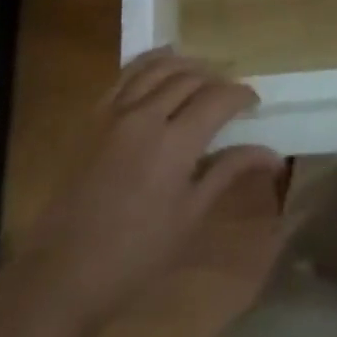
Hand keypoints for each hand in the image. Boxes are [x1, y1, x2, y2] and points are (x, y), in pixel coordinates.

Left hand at [19, 49, 281, 326]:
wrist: (63, 273)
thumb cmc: (135, 254)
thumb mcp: (190, 217)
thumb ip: (228, 172)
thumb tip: (273, 156)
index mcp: (175, 143)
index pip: (218, 98)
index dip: (241, 94)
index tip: (254, 103)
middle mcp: (147, 115)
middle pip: (190, 77)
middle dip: (217, 79)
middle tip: (230, 94)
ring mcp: (116, 112)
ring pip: (158, 67)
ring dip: (186, 65)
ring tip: (202, 74)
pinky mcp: (94, 117)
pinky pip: (127, 75)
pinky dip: (150, 62)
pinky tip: (161, 65)